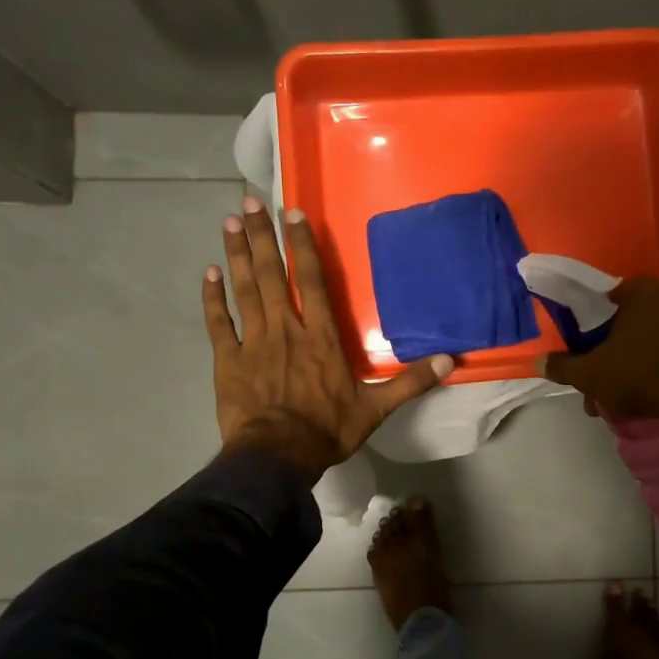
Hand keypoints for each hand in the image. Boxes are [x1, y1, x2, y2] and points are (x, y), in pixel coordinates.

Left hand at [204, 198, 449, 483]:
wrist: (276, 457)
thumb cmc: (326, 430)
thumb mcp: (375, 408)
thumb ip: (410, 382)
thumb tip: (450, 361)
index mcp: (321, 337)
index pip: (312, 281)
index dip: (303, 245)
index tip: (292, 213)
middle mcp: (287, 329)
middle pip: (273, 275)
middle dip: (263, 236)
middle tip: (250, 201)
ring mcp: (254, 342)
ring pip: (245, 289)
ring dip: (238, 254)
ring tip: (229, 221)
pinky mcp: (229, 360)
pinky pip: (219, 323)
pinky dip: (213, 297)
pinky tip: (209, 273)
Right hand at [542, 276, 658, 424]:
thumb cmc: (645, 375)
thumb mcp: (593, 376)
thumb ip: (563, 367)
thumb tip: (537, 362)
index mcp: (641, 291)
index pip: (608, 301)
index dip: (596, 332)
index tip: (593, 359)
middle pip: (639, 321)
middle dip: (624, 352)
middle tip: (615, 386)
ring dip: (654, 358)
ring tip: (646, 395)